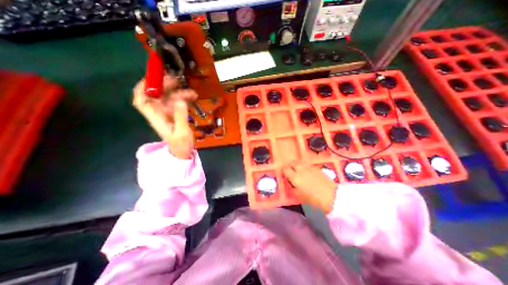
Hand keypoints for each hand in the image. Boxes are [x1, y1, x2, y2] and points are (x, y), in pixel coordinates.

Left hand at [133, 76, 198, 159]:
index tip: (152, 78)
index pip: (141, 100)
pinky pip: (177, 103)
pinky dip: (184, 99)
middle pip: (157, 95)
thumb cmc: (180, 145)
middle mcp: (159, 113)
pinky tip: (192, 98)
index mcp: (156, 117)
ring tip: (193, 93)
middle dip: (165, 86)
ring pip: (170, 98)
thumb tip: (180, 100)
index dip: (143, 87)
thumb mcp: (181, 132)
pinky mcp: (174, 115)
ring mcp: (167, 113)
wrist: (182, 152)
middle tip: (178, 81)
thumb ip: (180, 116)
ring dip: (180, 93)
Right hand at [282, 160, 336, 213]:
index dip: (283, 170)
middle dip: (289, 165)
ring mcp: (309, 168)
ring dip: (295, 163)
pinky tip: (304, 169)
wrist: (332, 197)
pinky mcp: (316, 168)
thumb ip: (292, 187)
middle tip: (288, 169)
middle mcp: (301, 170)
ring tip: (295, 167)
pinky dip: (303, 165)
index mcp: (295, 177)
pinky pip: (306, 164)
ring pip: (299, 162)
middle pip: (292, 163)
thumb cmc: (313, 200)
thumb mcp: (299, 196)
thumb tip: (289, 182)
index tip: (282, 172)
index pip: (285, 169)